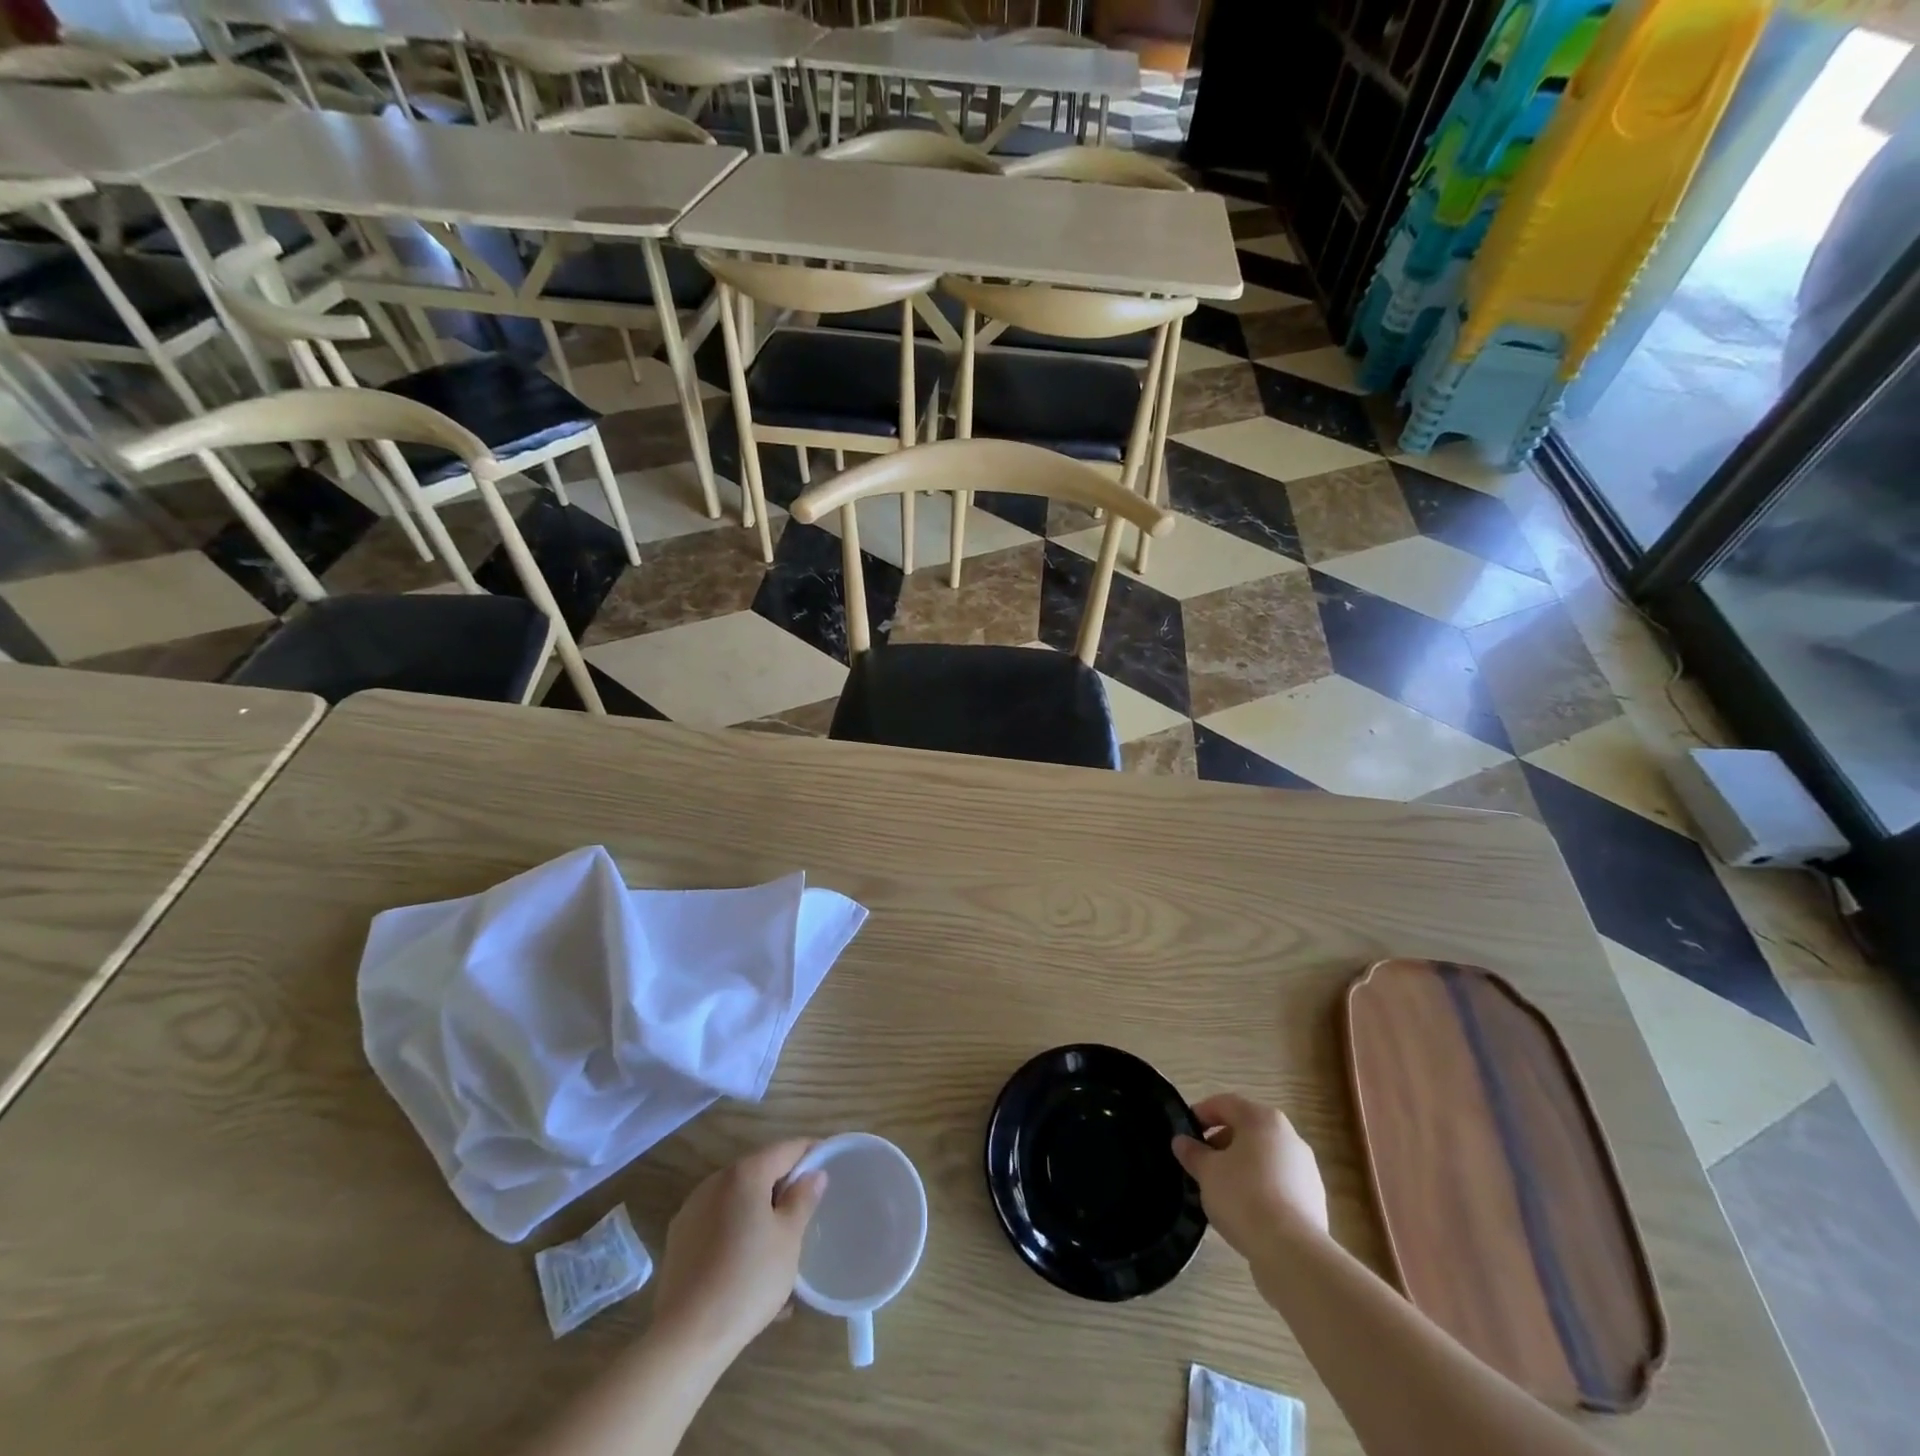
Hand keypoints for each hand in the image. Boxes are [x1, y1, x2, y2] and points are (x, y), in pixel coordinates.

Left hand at [649, 1139, 827, 1364]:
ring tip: (779, 1246)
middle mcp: (715, 1181)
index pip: (787, 1149)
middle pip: (759, 1172)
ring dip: (759, 1213)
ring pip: (737, 1201)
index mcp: (745, 1173)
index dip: (811, 1152)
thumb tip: (814, 1174)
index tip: (829, 1165)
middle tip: (806, 1211)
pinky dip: (737, 1234)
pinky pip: (718, 1225)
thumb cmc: (748, 1280)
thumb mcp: (789, 1239)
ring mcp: (692, 1210)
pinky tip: (749, 1268)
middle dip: (783, 1187)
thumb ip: (803, 1199)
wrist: (686, 1337)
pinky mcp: (679, 1240)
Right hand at [1173, 1094, 1328, 1265]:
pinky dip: (1260, 1189)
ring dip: (1241, 1167)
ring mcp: (1306, 1169)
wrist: (1293, 1253)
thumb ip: (1193, 1153)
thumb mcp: (1207, 1172)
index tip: (1185, 1133)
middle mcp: (1289, 1136)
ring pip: (1264, 1158)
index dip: (1201, 1113)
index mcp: (1262, 1119)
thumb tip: (1181, 1141)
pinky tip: (1246, 1211)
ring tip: (1221, 1191)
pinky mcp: (1314, 1200)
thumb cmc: (1244, 1197)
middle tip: (1201, 1163)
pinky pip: (1279, 1184)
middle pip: (1247, 1130)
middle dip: (1221, 1143)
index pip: (1225, 1104)